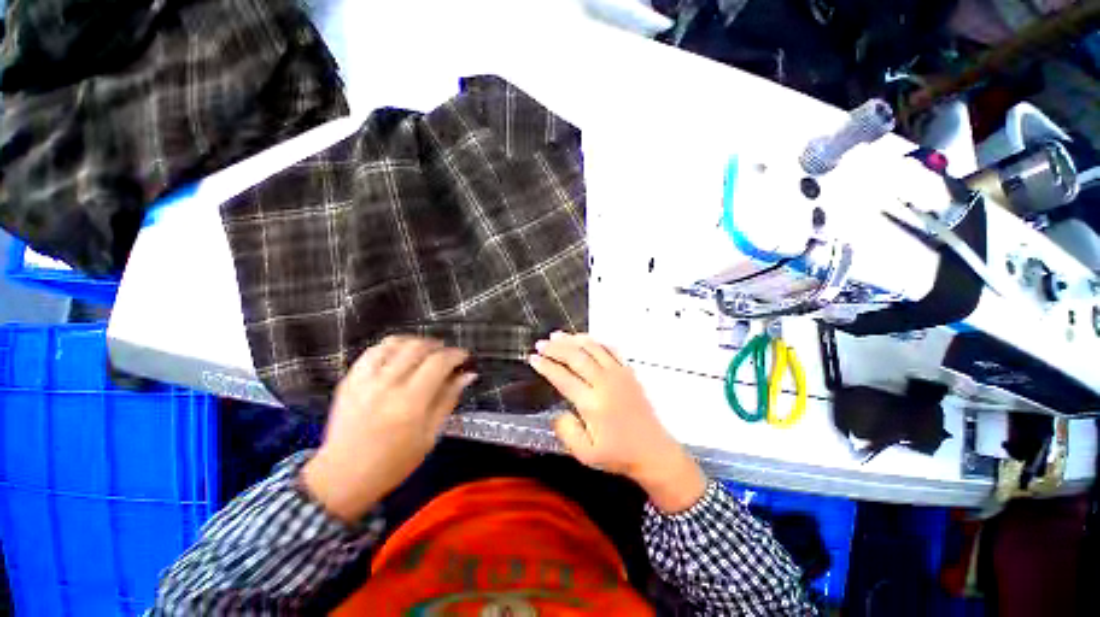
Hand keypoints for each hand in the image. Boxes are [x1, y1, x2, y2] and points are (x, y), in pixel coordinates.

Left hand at [302, 336, 476, 522]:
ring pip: (395, 343)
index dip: (456, 354)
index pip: (438, 362)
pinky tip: (399, 355)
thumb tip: (467, 375)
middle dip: (438, 346)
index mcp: (410, 402)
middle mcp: (387, 385)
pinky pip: (372, 351)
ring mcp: (364, 381)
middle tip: (446, 356)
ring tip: (425, 352)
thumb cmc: (393, 463)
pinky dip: (391, 347)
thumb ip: (448, 400)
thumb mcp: (429, 436)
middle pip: (418, 347)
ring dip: (415, 342)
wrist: (342, 478)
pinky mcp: (349, 381)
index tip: (464, 357)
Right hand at [528, 332, 706, 512]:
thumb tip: (558, 412)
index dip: (546, 366)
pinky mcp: (628, 372)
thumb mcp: (585, 454)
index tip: (533, 358)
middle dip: (556, 348)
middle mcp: (605, 383)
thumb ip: (566, 432)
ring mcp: (619, 374)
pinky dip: (595, 341)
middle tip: (541, 343)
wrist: (653, 451)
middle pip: (576, 357)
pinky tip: (585, 339)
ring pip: (592, 348)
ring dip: (573, 339)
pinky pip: (610, 349)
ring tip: (558, 335)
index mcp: (592, 404)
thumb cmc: (618, 454)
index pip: (563, 378)